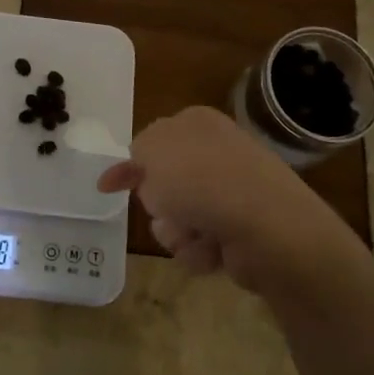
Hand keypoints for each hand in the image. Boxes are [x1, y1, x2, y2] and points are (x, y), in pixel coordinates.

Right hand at [97, 106, 363, 300]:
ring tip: (195, 232)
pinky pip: (199, 243)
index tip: (107, 187)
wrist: (266, 226)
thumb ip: (138, 151)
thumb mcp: (153, 150)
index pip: (153, 141)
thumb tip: (144, 163)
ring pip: (176, 218)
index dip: (130, 165)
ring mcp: (231, 193)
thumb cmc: (202, 180)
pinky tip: (213, 248)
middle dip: (158, 203)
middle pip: (163, 185)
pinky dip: (199, 249)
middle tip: (166, 206)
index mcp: (197, 124)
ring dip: (176, 230)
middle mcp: (216, 154)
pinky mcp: (240, 230)